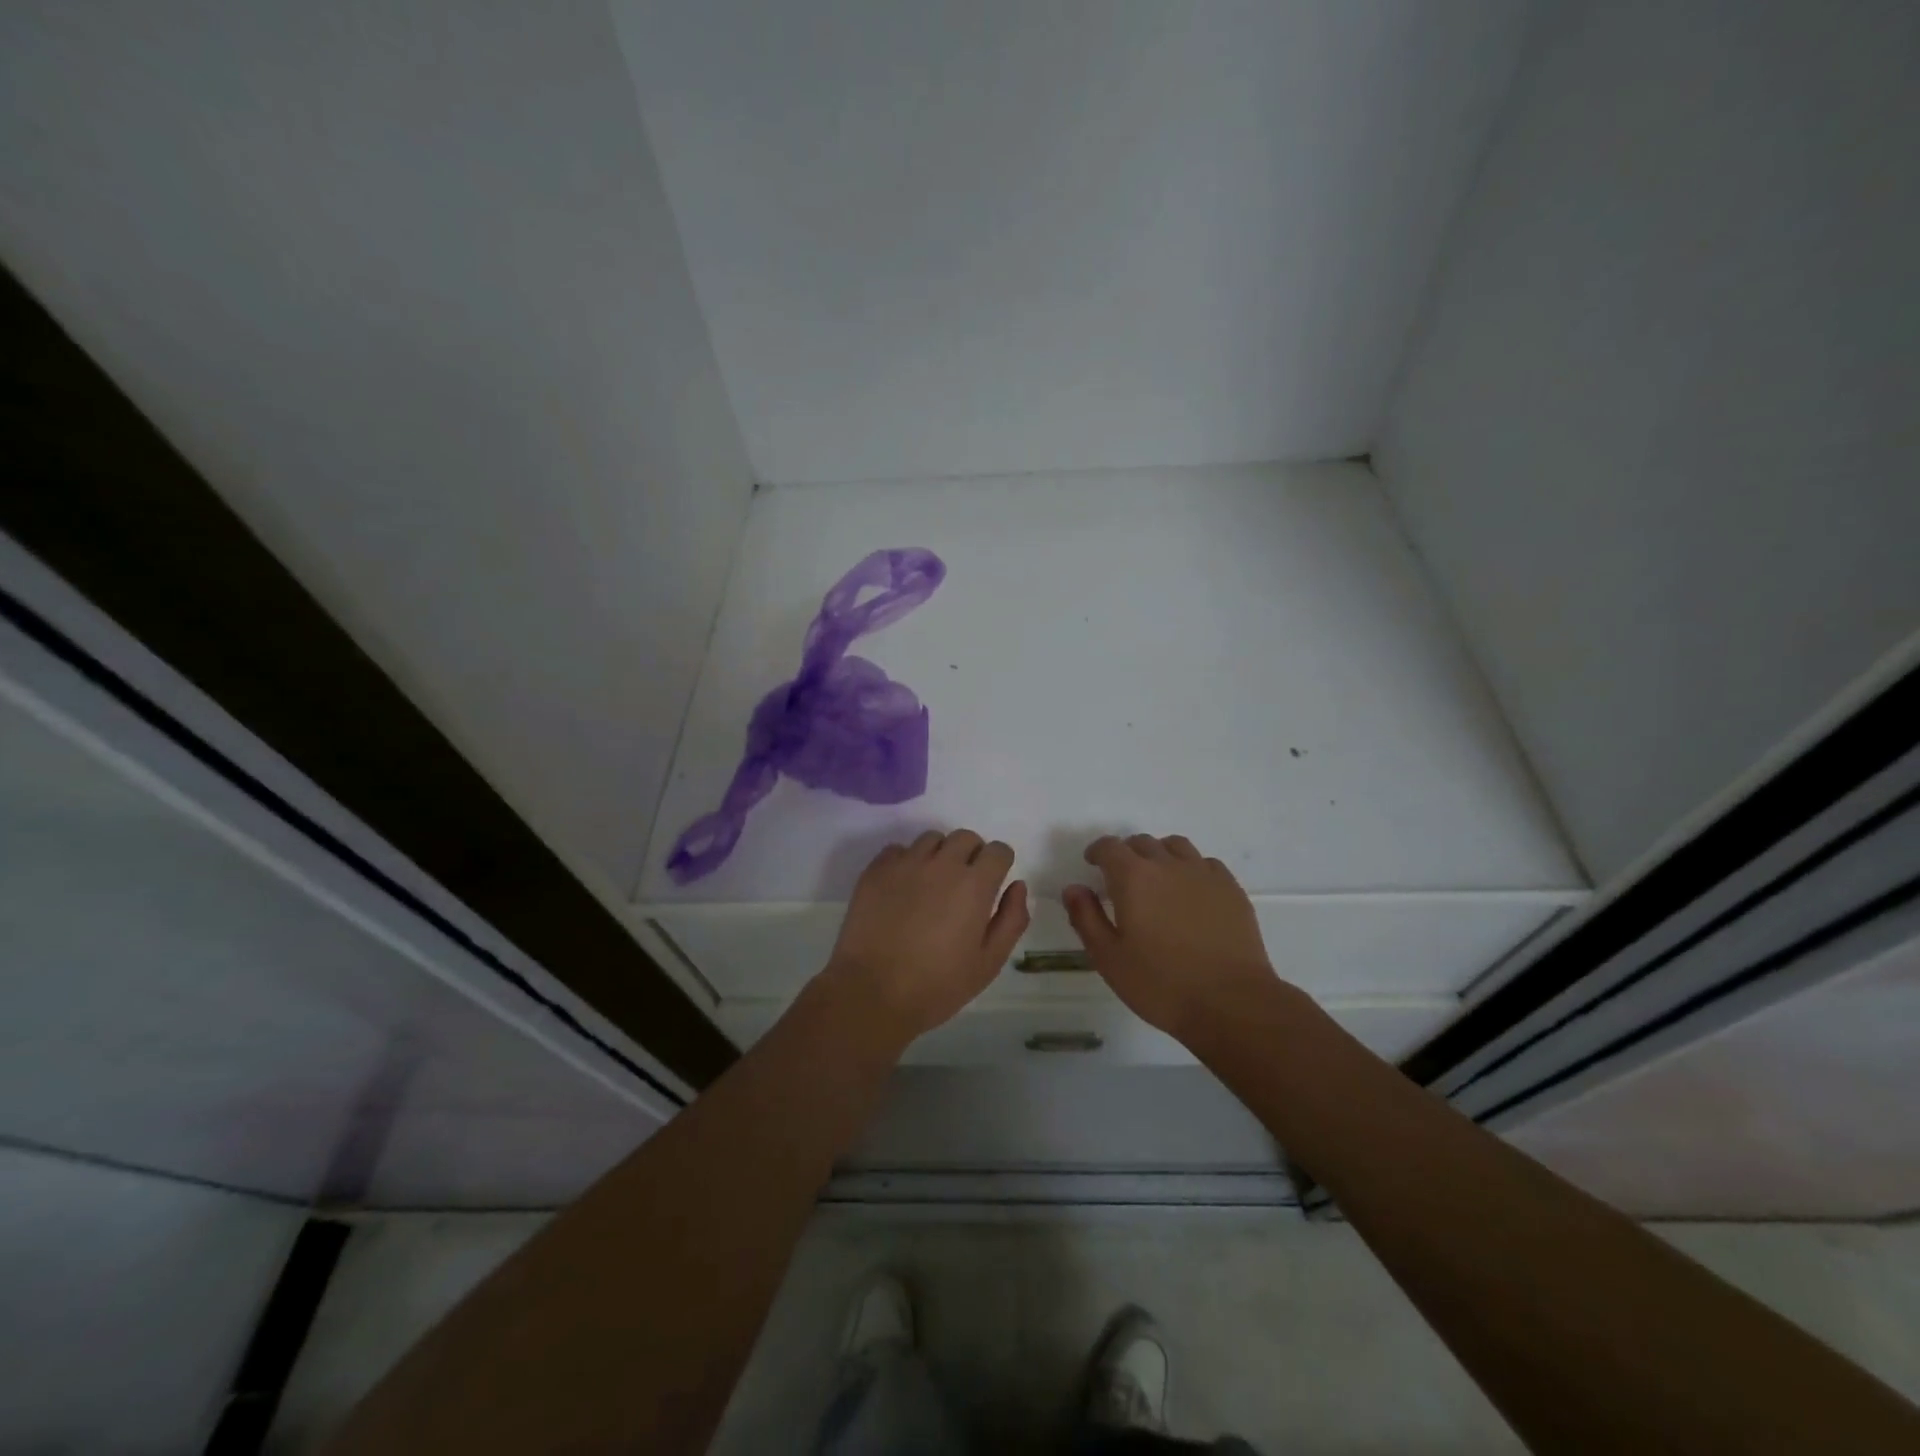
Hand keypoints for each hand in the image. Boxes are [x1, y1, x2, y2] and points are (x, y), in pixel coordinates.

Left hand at [819, 829, 1029, 1049]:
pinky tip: (902, 889)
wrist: (872, 992)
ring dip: (939, 855)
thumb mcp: (988, 962)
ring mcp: (905, 863)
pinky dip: (906, 862)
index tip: (992, 884)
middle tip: (963, 886)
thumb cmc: (937, 985)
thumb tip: (1017, 885)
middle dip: (972, 855)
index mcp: (974, 885)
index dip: (999, 865)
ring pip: (931, 840)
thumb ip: (1011, 919)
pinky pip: (897, 850)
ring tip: (931, 886)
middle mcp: (942, 863)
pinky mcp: (876, 870)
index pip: (998, 851)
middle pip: (966, 837)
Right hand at [1064, 834, 1279, 1042]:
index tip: (1092, 865)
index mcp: (1133, 877)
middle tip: (1122, 879)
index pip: (1109, 847)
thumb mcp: (1109, 958)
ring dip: (1160, 855)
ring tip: (1157, 879)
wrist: (1231, 1002)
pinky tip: (1191, 892)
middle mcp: (1168, 864)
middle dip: (1127, 854)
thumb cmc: (1161, 984)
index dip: (1097, 852)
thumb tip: (1073, 888)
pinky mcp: (1231, 889)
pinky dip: (1191, 868)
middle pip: (1142, 842)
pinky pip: (1205, 863)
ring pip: (1176, 846)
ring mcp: (1204, 873)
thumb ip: (1086, 918)